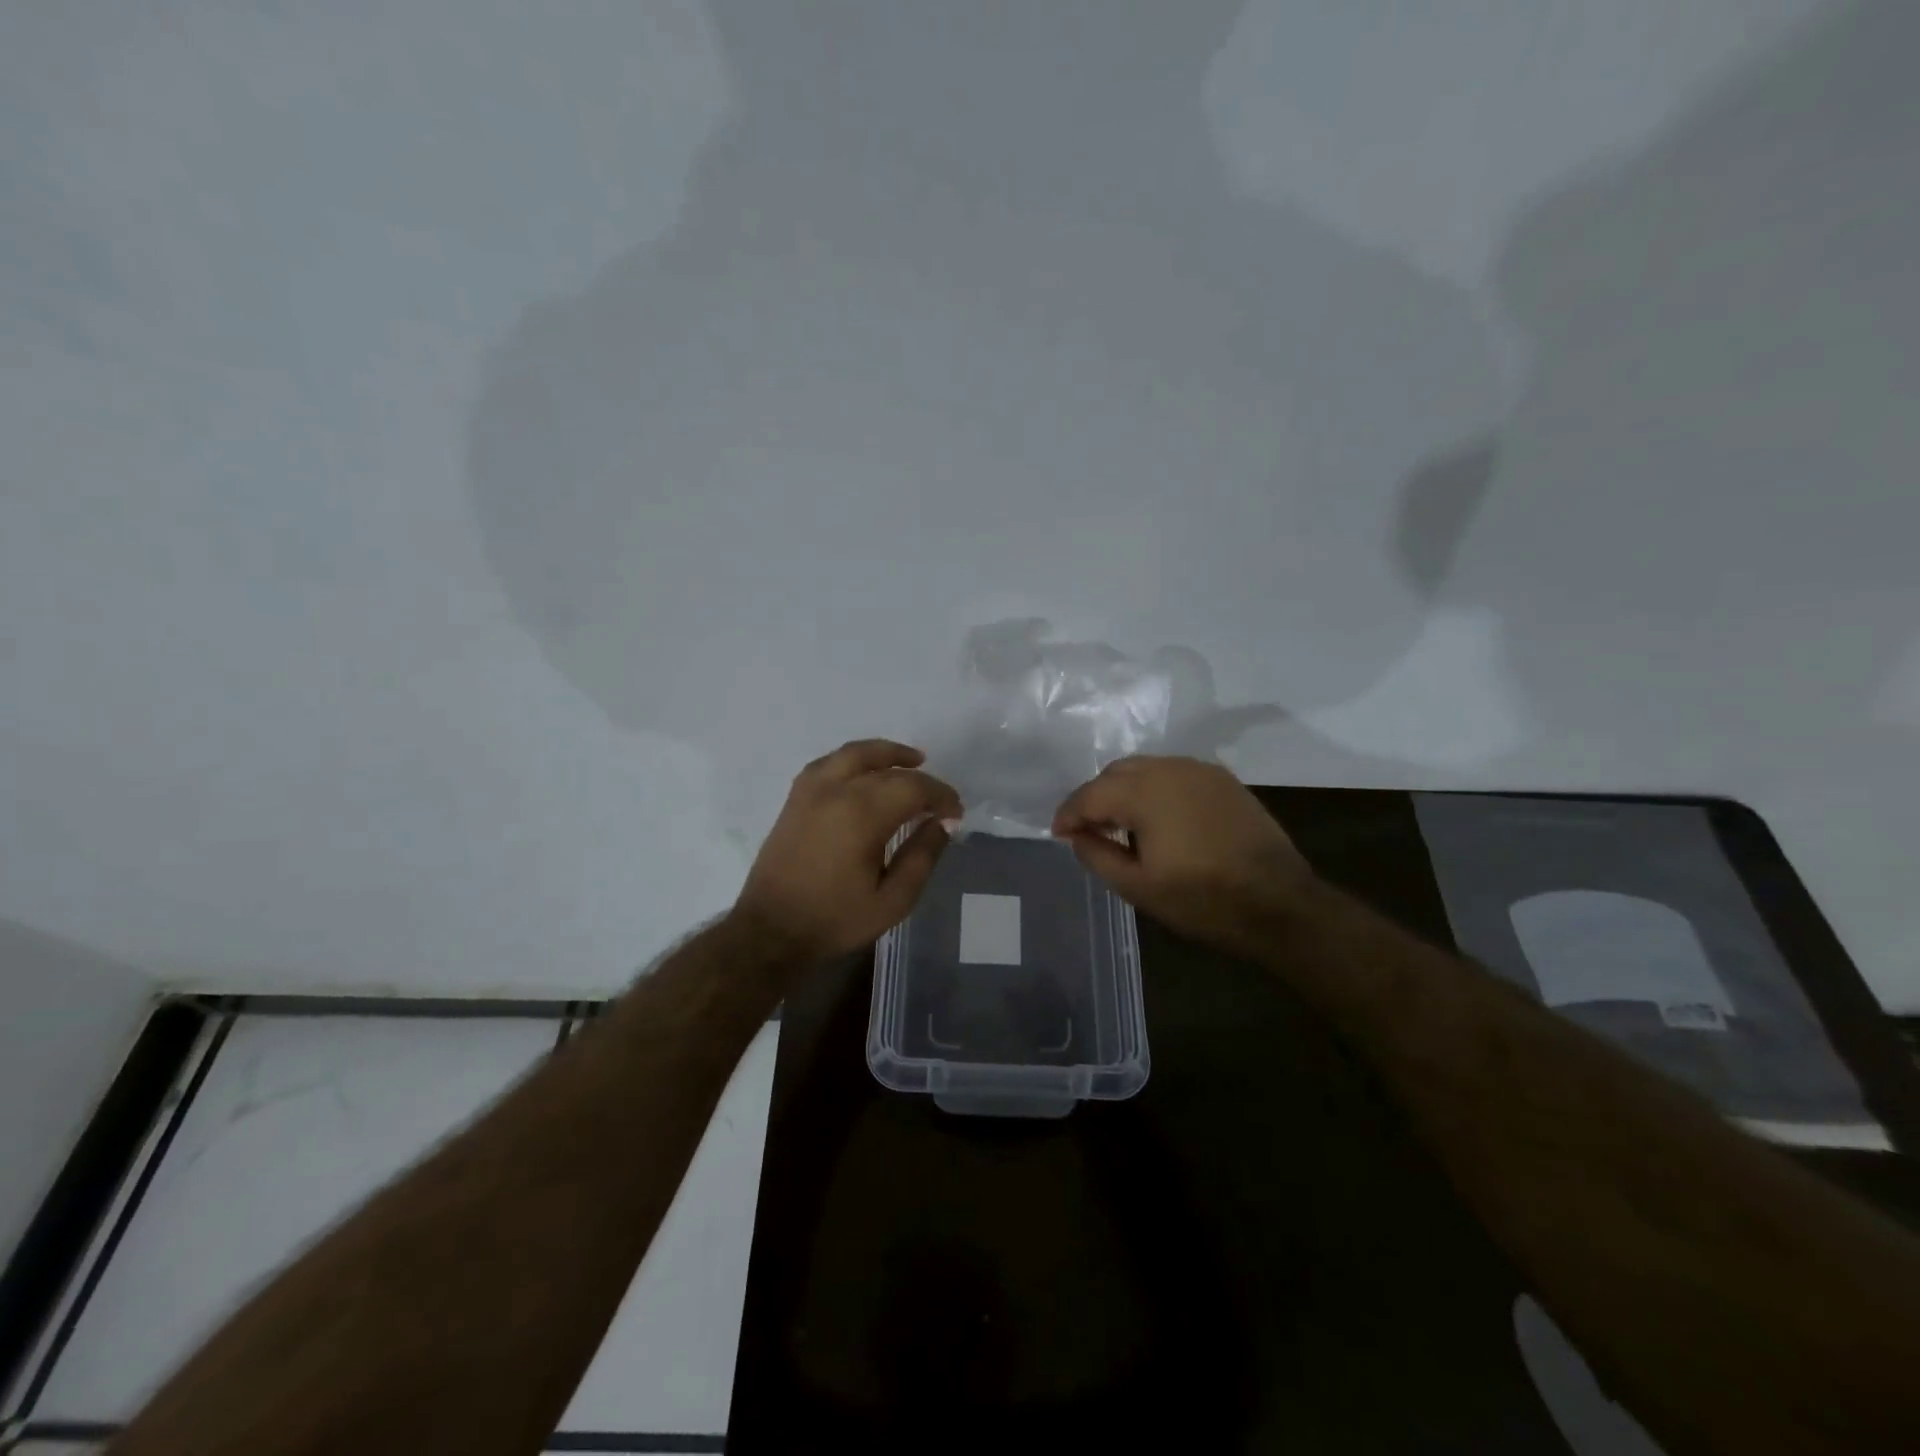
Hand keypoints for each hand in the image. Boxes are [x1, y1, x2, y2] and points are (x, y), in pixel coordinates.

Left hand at [735, 739, 962, 962]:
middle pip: (887, 767)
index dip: (941, 795)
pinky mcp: (795, 797)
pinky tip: (866, 772)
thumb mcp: (892, 901)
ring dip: (886, 754)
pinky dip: (854, 759)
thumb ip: (922, 856)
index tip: (956, 812)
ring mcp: (810, 790)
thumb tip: (943, 823)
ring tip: (910, 761)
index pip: (914, 787)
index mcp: (861, 815)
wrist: (770, 931)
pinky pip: (829, 762)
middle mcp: (835, 791)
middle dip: (920, 777)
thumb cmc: (834, 920)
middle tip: (938, 798)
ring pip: (854, 753)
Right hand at [1052, 756, 1311, 952]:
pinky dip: (1153, 788)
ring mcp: (1200, 770)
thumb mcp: (1138, 887)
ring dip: (1124, 790)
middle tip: (1088, 829)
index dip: (1069, 814)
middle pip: (1116, 772)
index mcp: (1144, 793)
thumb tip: (1076, 836)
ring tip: (1120, 823)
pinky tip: (1157, 817)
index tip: (1058, 834)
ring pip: (1145, 768)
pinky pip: (1173, 773)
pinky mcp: (1222, 780)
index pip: (1091, 794)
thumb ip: (1097, 855)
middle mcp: (1169, 769)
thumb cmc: (1202, 899)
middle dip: (1095, 797)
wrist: (1279, 902)